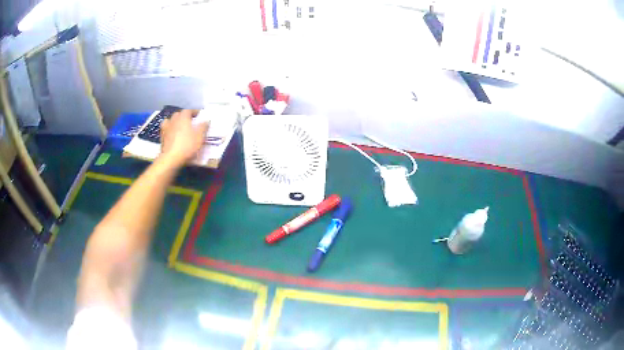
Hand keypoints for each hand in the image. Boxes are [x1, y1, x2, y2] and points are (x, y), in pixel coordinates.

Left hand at [159, 109, 208, 165]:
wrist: (171, 158)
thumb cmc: (187, 146)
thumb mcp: (199, 137)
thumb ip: (203, 127)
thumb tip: (206, 120)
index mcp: (183, 117)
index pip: (189, 110)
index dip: (194, 112)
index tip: (199, 115)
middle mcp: (174, 119)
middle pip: (179, 114)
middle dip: (184, 116)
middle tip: (190, 121)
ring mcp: (166, 127)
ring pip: (170, 120)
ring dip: (175, 121)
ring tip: (179, 126)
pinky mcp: (162, 136)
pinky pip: (165, 128)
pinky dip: (169, 129)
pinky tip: (171, 133)